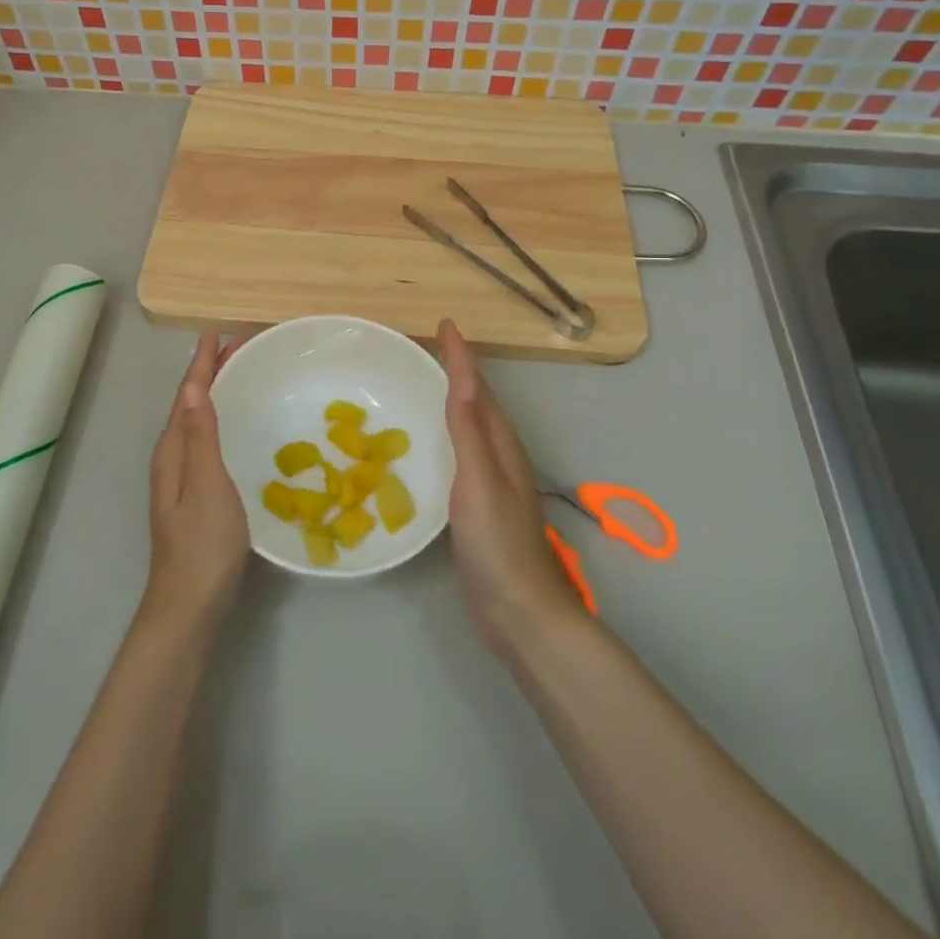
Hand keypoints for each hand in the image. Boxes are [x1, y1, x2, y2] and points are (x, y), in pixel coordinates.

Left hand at [144, 332, 248, 632]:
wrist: (190, 605)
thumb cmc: (203, 543)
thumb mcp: (207, 484)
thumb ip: (200, 436)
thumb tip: (192, 387)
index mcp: (173, 451)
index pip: (187, 395)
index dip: (201, 363)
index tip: (216, 332)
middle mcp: (173, 458)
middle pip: (190, 404)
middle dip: (209, 372)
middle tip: (236, 346)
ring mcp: (182, 479)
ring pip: (197, 422)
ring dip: (214, 393)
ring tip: (236, 374)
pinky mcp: (195, 496)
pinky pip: (205, 440)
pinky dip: (219, 419)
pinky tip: (234, 426)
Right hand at [438, 319, 589, 652]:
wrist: (519, 614)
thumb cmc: (498, 543)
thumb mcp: (479, 479)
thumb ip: (469, 429)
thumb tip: (464, 374)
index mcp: (500, 444)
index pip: (478, 388)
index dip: (461, 355)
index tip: (445, 324)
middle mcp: (498, 456)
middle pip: (477, 402)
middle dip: (455, 370)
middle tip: (424, 348)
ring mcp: (490, 482)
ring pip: (468, 427)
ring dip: (449, 400)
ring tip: (420, 384)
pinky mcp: (476, 506)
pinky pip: (457, 454)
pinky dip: (442, 435)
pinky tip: (424, 446)